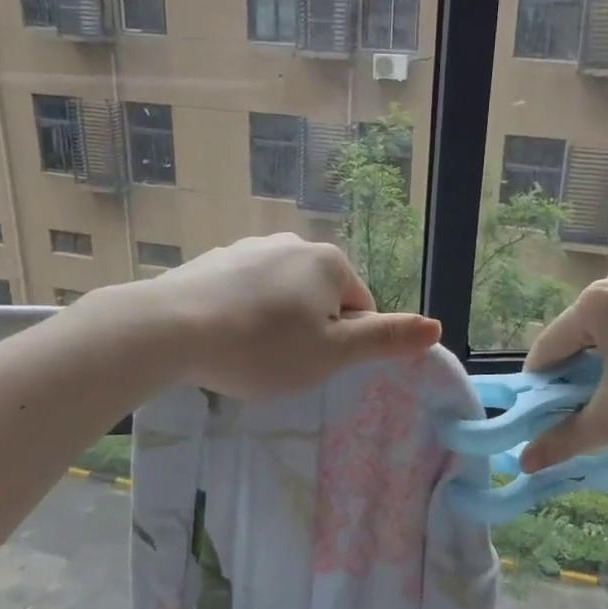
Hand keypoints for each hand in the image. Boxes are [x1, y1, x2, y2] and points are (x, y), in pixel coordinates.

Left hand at [146, 234, 440, 398]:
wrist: (170, 329)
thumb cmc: (262, 347)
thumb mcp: (332, 354)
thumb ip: (386, 339)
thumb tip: (437, 326)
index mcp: (329, 263)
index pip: (360, 310)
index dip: (343, 345)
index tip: (313, 365)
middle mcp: (293, 243)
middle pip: (321, 299)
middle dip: (310, 331)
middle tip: (281, 363)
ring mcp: (250, 247)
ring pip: (282, 295)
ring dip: (275, 322)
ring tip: (248, 353)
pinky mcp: (214, 259)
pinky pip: (246, 291)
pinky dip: (243, 313)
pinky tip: (223, 336)